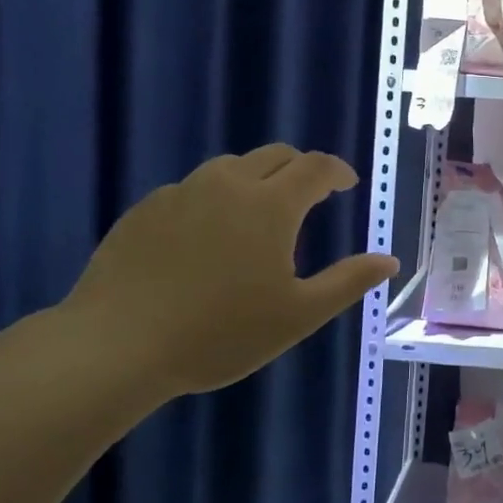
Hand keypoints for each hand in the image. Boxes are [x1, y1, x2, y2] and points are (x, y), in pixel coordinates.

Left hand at [60, 146, 398, 400]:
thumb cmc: (220, 333)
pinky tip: (207, 235)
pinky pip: (192, 189)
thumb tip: (389, 261)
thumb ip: (348, 282)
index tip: (347, 185)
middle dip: (300, 168)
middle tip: (311, 195)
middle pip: (274, 155)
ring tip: (260, 213)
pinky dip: (215, 198)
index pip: (315, 167)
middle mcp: (228, 185)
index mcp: (270, 205)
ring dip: (256, 179)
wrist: (114, 348)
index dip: (336, 171)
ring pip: (230, 168)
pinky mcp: (144, 211)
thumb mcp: (298, 315)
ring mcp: (180, 194)